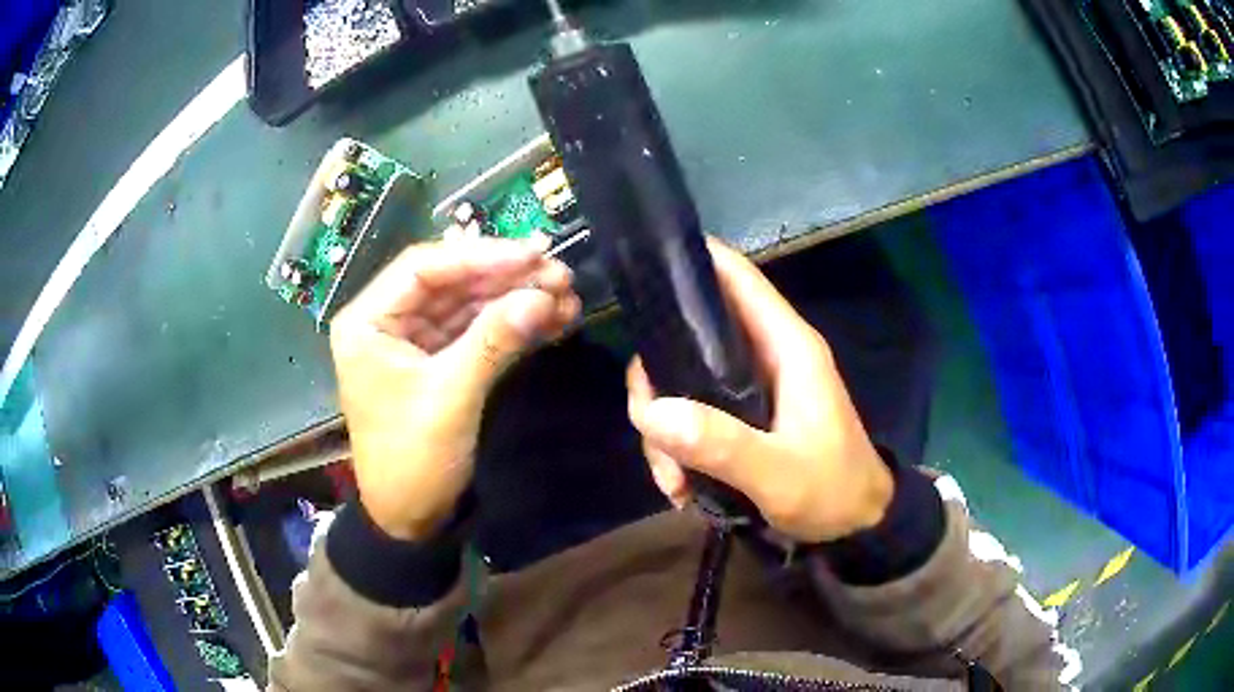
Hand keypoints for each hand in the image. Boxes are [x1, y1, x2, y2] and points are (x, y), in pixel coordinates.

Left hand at [330, 238, 579, 539]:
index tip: (532, 255)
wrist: (411, 519)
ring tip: (567, 295)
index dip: (480, 255)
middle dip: (506, 277)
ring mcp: (417, 339)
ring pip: (470, 303)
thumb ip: (493, 341)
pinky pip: (478, 330)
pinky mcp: (441, 360)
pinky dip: (514, 324)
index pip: (424, 267)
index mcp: (368, 321)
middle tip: (560, 274)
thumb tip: (543, 295)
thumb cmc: (412, 461)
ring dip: (516, 298)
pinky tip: (553, 319)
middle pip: (452, 281)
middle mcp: (389, 320)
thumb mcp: (450, 398)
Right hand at [626, 240, 892, 542]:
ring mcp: (751, 386)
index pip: (735, 276)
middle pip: (688, 336)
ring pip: (682, 382)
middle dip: (657, 384)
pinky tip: (680, 487)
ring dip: (664, 430)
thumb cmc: (833, 491)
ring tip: (672, 482)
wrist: (858, 525)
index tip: (638, 275)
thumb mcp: (780, 474)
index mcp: (786, 345)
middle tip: (649, 433)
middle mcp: (764, 354)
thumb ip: (721, 444)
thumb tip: (652, 410)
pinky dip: (677, 447)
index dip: (689, 262)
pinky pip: (692, 415)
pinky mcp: (742, 416)